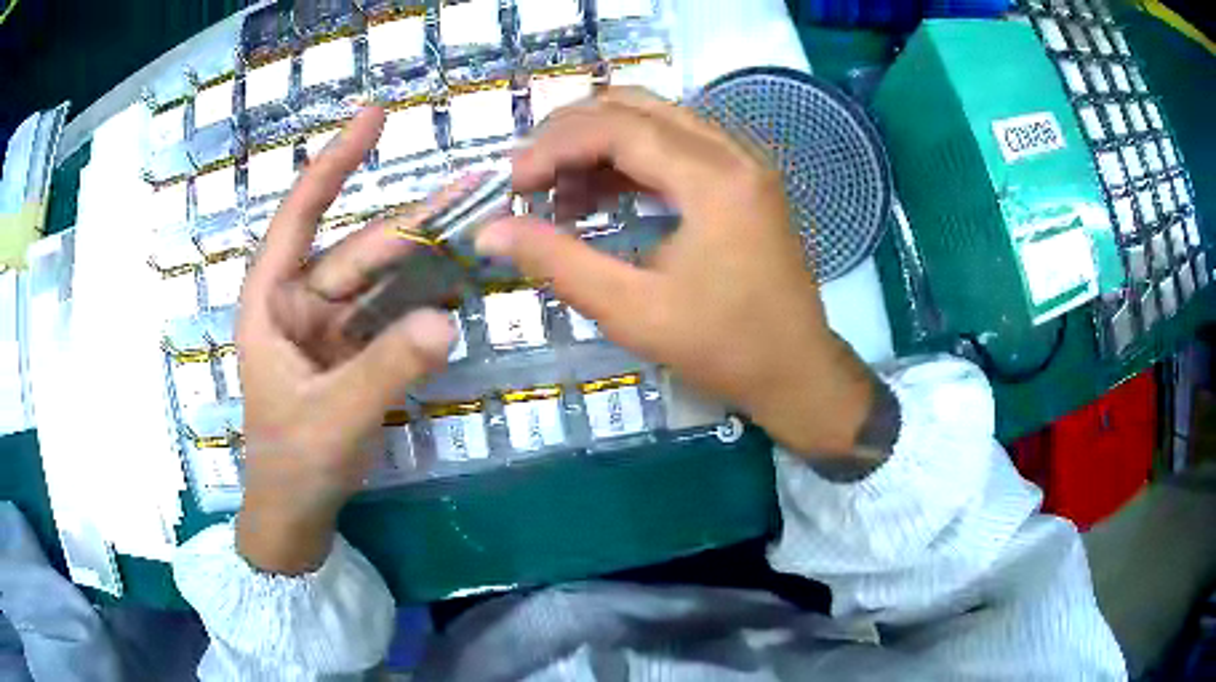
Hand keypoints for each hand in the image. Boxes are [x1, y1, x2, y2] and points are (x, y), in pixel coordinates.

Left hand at [235, 107, 456, 573]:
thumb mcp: (334, 417)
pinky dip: (424, 299)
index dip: (333, 164)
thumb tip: (447, 319)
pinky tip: (459, 280)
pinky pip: (392, 315)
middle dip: (413, 221)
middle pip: (358, 250)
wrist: (296, 512)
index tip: (372, 118)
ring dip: (426, 255)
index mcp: (271, 303)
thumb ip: (385, 370)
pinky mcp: (353, 351)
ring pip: (381, 279)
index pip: (299, 217)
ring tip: (478, 223)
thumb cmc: (291, 463)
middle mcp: (299, 303)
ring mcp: (329, 327)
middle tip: (475, 187)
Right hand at [476, 88, 873, 455]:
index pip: (616, 128)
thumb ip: (556, 262)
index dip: (552, 147)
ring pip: (654, 119)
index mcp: (714, 179)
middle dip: (570, 133)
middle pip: (635, 107)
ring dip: (597, 143)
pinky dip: (629, 160)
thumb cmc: (722, 348)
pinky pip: (675, 145)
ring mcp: (742, 162)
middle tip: (526, 176)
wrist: (797, 371)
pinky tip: (597, 195)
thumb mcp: (632, 311)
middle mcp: (732, 152)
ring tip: (555, 192)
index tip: (510, 183)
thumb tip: (488, 231)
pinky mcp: (742, 179)